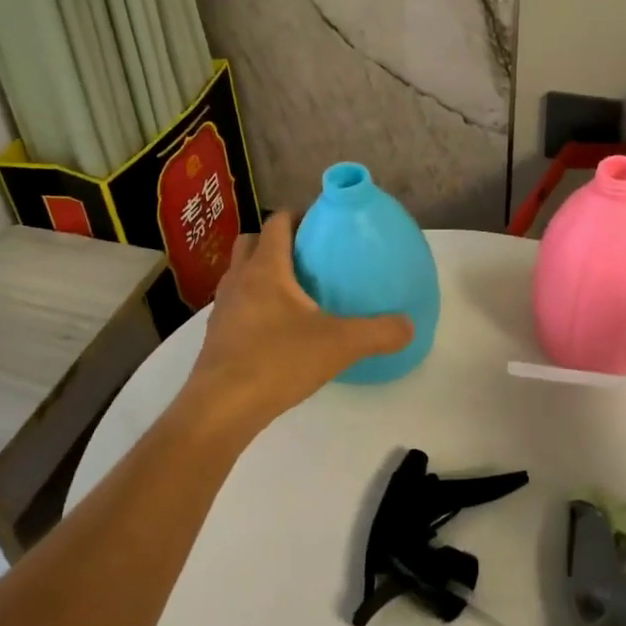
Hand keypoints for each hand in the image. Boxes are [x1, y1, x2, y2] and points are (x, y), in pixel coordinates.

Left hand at [180, 213, 412, 428]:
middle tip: (308, 257)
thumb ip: (379, 332)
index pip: (277, 222)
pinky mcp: (216, 337)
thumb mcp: (340, 345)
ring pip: (239, 274)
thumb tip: (409, 326)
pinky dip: (253, 305)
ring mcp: (222, 309)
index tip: (323, 224)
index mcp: (266, 269)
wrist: (221, 409)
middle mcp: (239, 280)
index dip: (298, 216)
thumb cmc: (277, 362)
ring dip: (261, 274)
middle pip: (251, 242)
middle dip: (276, 242)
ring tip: (294, 293)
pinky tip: (277, 330)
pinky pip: (235, 305)